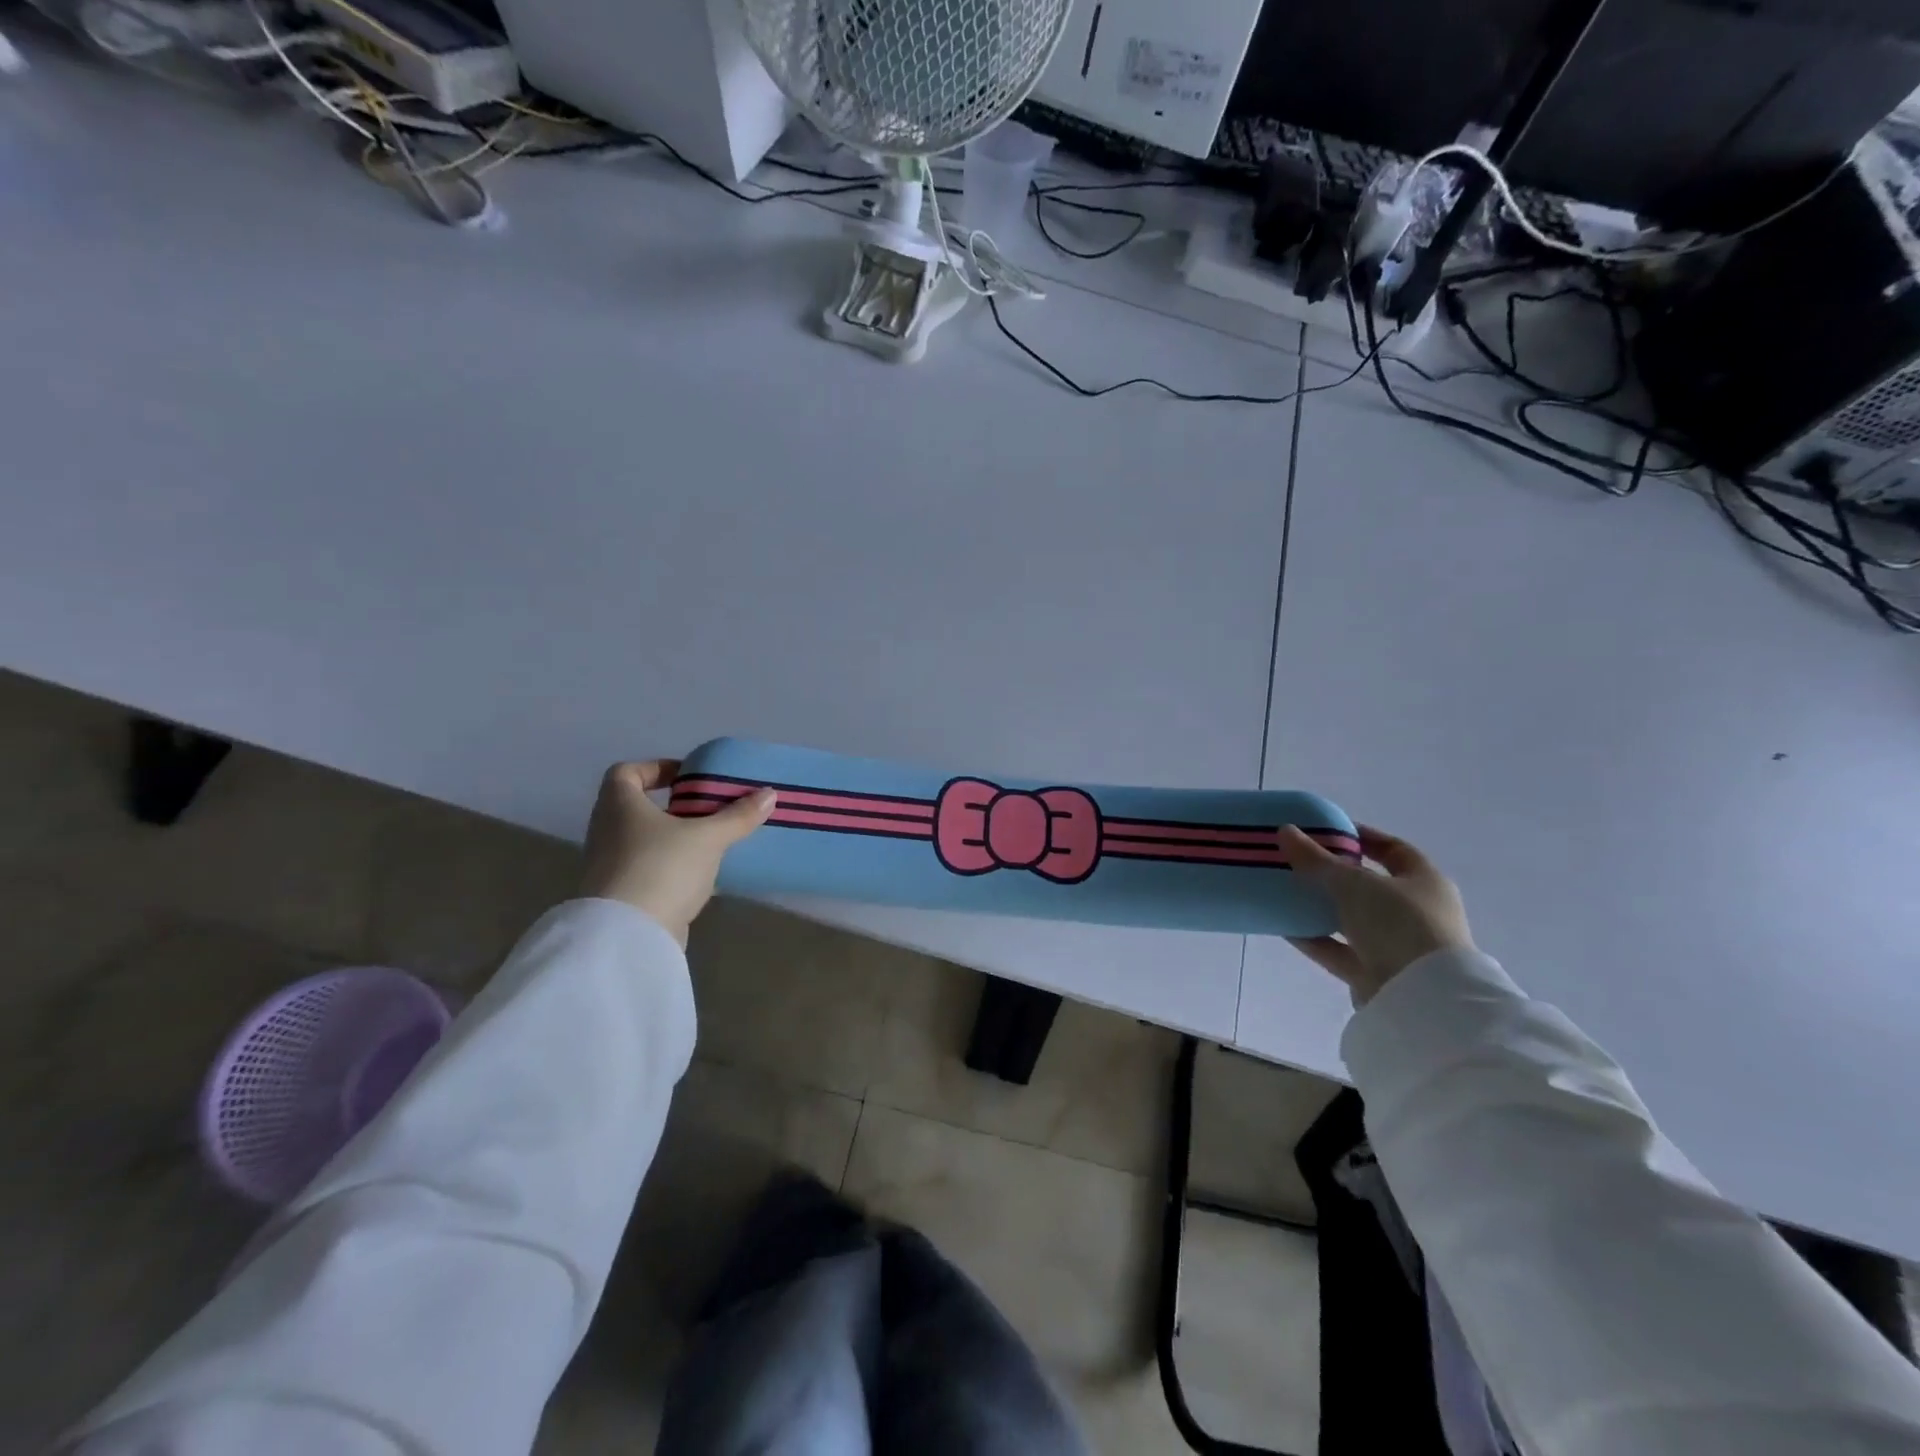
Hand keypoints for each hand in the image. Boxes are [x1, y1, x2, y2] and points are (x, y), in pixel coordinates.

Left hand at [580, 760, 775, 945]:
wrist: (627, 936)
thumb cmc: (662, 868)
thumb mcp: (708, 838)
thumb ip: (738, 816)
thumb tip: (769, 794)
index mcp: (618, 806)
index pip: (625, 773)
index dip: (655, 769)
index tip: (687, 777)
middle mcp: (606, 831)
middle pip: (636, 808)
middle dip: (673, 807)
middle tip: (708, 809)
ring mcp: (609, 867)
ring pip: (644, 842)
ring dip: (674, 839)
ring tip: (712, 842)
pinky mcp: (620, 898)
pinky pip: (648, 871)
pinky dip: (671, 869)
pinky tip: (702, 877)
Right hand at [1276, 823, 1474, 1004]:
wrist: (1422, 998)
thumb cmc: (1400, 924)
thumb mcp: (1354, 883)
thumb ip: (1317, 859)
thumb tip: (1285, 831)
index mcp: (1424, 882)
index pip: (1393, 850)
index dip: (1361, 836)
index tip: (1325, 829)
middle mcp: (1415, 912)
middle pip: (1368, 886)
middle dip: (1332, 873)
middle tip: (1296, 860)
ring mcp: (1396, 945)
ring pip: (1351, 919)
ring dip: (1319, 907)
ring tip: (1283, 890)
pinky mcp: (1375, 973)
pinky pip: (1338, 949)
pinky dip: (1313, 938)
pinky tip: (1282, 925)